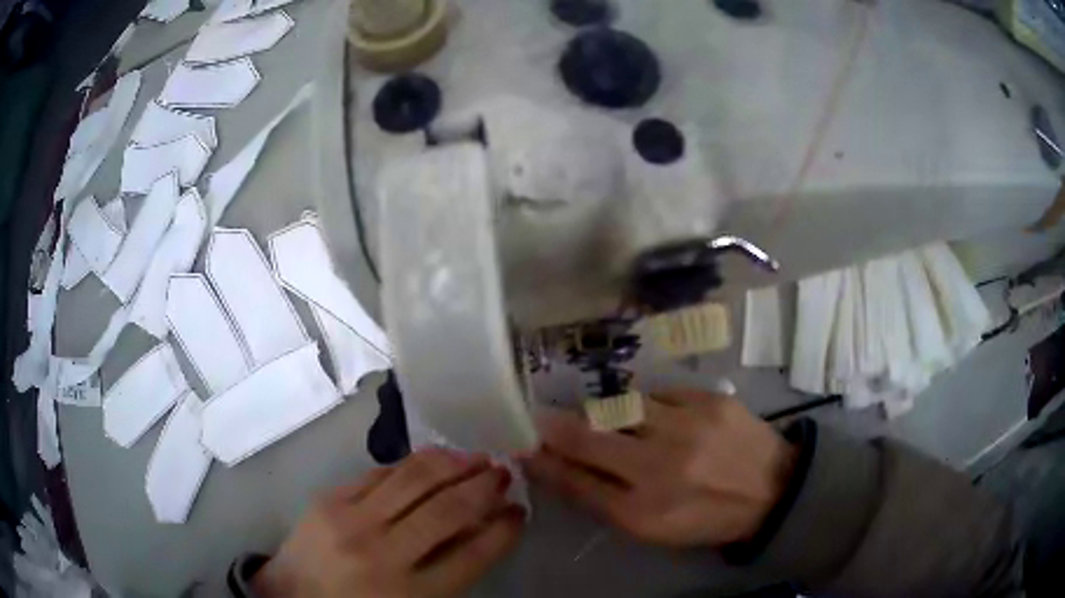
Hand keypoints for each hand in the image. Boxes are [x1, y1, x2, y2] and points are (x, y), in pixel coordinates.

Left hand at [253, 448, 524, 597]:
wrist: (291, 597)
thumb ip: (449, 573)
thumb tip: (482, 529)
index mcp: (413, 593)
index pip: (474, 555)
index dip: (504, 529)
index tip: (519, 511)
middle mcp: (385, 554)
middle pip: (448, 510)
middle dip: (485, 487)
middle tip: (504, 473)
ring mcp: (353, 521)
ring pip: (416, 479)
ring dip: (454, 464)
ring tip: (477, 457)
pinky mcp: (330, 499)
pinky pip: (381, 473)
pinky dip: (414, 464)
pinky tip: (434, 459)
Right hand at [521, 390, 795, 547]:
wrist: (773, 489)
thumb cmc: (707, 517)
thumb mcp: (653, 527)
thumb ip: (603, 500)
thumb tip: (561, 468)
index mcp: (645, 511)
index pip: (576, 483)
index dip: (544, 463)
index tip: (524, 447)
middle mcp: (661, 467)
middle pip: (587, 438)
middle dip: (555, 427)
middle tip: (543, 420)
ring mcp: (687, 427)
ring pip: (620, 407)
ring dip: (604, 413)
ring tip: (605, 418)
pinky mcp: (709, 399)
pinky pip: (658, 393)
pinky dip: (646, 405)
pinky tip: (657, 417)